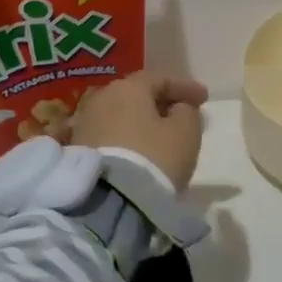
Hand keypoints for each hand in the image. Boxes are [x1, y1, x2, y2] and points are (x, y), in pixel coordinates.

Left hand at [70, 72, 208, 191]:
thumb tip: (178, 108)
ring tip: (161, 135)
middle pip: (137, 94)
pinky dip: (127, 137)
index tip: (204, 98)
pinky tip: (139, 150)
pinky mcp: (78, 148)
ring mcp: (85, 122)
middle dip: (161, 103)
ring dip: (142, 121)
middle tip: (182, 114)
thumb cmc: (153, 158)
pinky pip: (110, 134)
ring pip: (122, 115)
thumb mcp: (185, 133)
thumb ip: (187, 112)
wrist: (108, 202)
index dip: (185, 87)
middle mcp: (102, 98)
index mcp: (128, 88)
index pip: (160, 78)